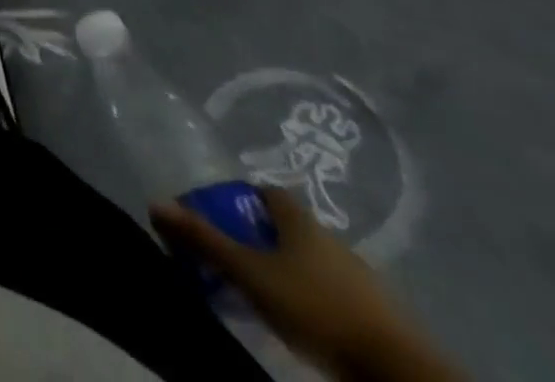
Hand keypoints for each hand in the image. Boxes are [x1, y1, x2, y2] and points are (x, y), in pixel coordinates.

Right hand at [152, 187, 461, 381]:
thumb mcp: (250, 274)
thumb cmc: (316, 308)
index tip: (224, 215)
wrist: (400, 372)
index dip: (244, 197)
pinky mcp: (382, 316)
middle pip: (292, 228)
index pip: (269, 191)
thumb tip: (154, 202)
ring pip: (316, 263)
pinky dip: (318, 299)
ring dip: (293, 272)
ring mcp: (363, 279)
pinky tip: (305, 321)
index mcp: (301, 221)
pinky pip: (339, 295)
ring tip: (267, 294)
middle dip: (265, 238)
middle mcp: (332, 239)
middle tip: (237, 258)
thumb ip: (204, 239)